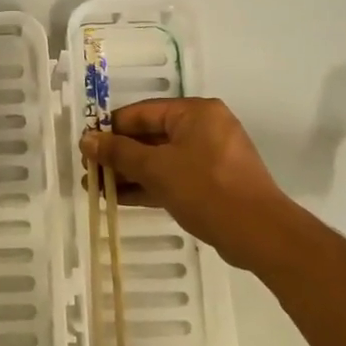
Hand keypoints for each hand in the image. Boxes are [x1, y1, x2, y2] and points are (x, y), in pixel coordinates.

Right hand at [79, 97, 283, 253]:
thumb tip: (87, 140)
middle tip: (89, 171)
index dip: (110, 129)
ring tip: (97, 189)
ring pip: (160, 159)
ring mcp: (210, 157)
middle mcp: (204, 128)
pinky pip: (173, 177)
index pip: (142, 112)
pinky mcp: (212, 183)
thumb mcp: (157, 168)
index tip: (85, 146)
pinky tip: (120, 199)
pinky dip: (149, 185)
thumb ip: (119, 152)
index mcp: (195, 112)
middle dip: (118, 155)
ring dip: (129, 173)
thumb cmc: (206, 189)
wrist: (259, 234)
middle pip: (150, 136)